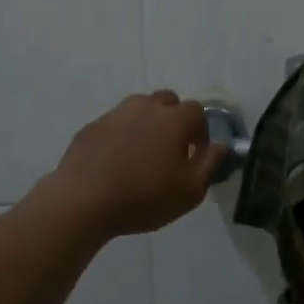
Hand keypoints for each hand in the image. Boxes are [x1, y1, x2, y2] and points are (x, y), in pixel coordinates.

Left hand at [47, 91, 226, 238]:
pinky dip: (121, 136)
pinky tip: (116, 162)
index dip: (200, 131)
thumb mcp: (190, 190)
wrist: (83, 202)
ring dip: (147, 123)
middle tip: (171, 149)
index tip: (195, 154)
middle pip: (167, 101)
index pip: (197, 111)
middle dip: (174, 119)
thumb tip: (221, 146)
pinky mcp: (91, 128)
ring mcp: (114, 114)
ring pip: (139, 108)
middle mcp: (145, 107)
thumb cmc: (144, 197)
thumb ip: (210, 164)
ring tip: (143, 154)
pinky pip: (115, 124)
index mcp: (173, 119)